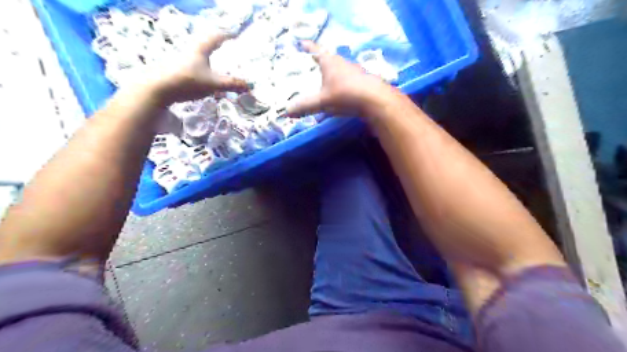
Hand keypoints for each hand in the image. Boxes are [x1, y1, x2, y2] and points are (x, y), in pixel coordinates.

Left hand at [151, 33, 249, 104]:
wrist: (158, 88)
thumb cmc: (188, 81)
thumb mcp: (213, 84)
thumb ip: (231, 84)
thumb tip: (249, 86)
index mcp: (200, 48)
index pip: (216, 37)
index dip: (227, 35)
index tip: (236, 35)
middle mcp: (191, 49)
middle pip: (206, 42)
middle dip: (218, 44)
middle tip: (228, 48)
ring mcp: (182, 58)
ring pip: (199, 52)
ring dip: (209, 54)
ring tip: (219, 61)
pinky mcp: (177, 68)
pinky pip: (194, 62)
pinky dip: (203, 65)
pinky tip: (205, 74)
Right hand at [286, 39, 400, 117]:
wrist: (375, 100)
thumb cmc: (345, 95)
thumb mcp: (322, 102)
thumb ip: (305, 106)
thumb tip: (286, 112)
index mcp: (330, 62)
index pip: (316, 50)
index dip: (308, 46)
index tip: (301, 43)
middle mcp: (342, 63)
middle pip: (328, 58)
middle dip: (319, 61)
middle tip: (309, 65)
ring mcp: (354, 71)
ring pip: (339, 69)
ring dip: (331, 73)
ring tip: (322, 80)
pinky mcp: (362, 82)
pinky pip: (347, 79)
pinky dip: (340, 83)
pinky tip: (339, 93)